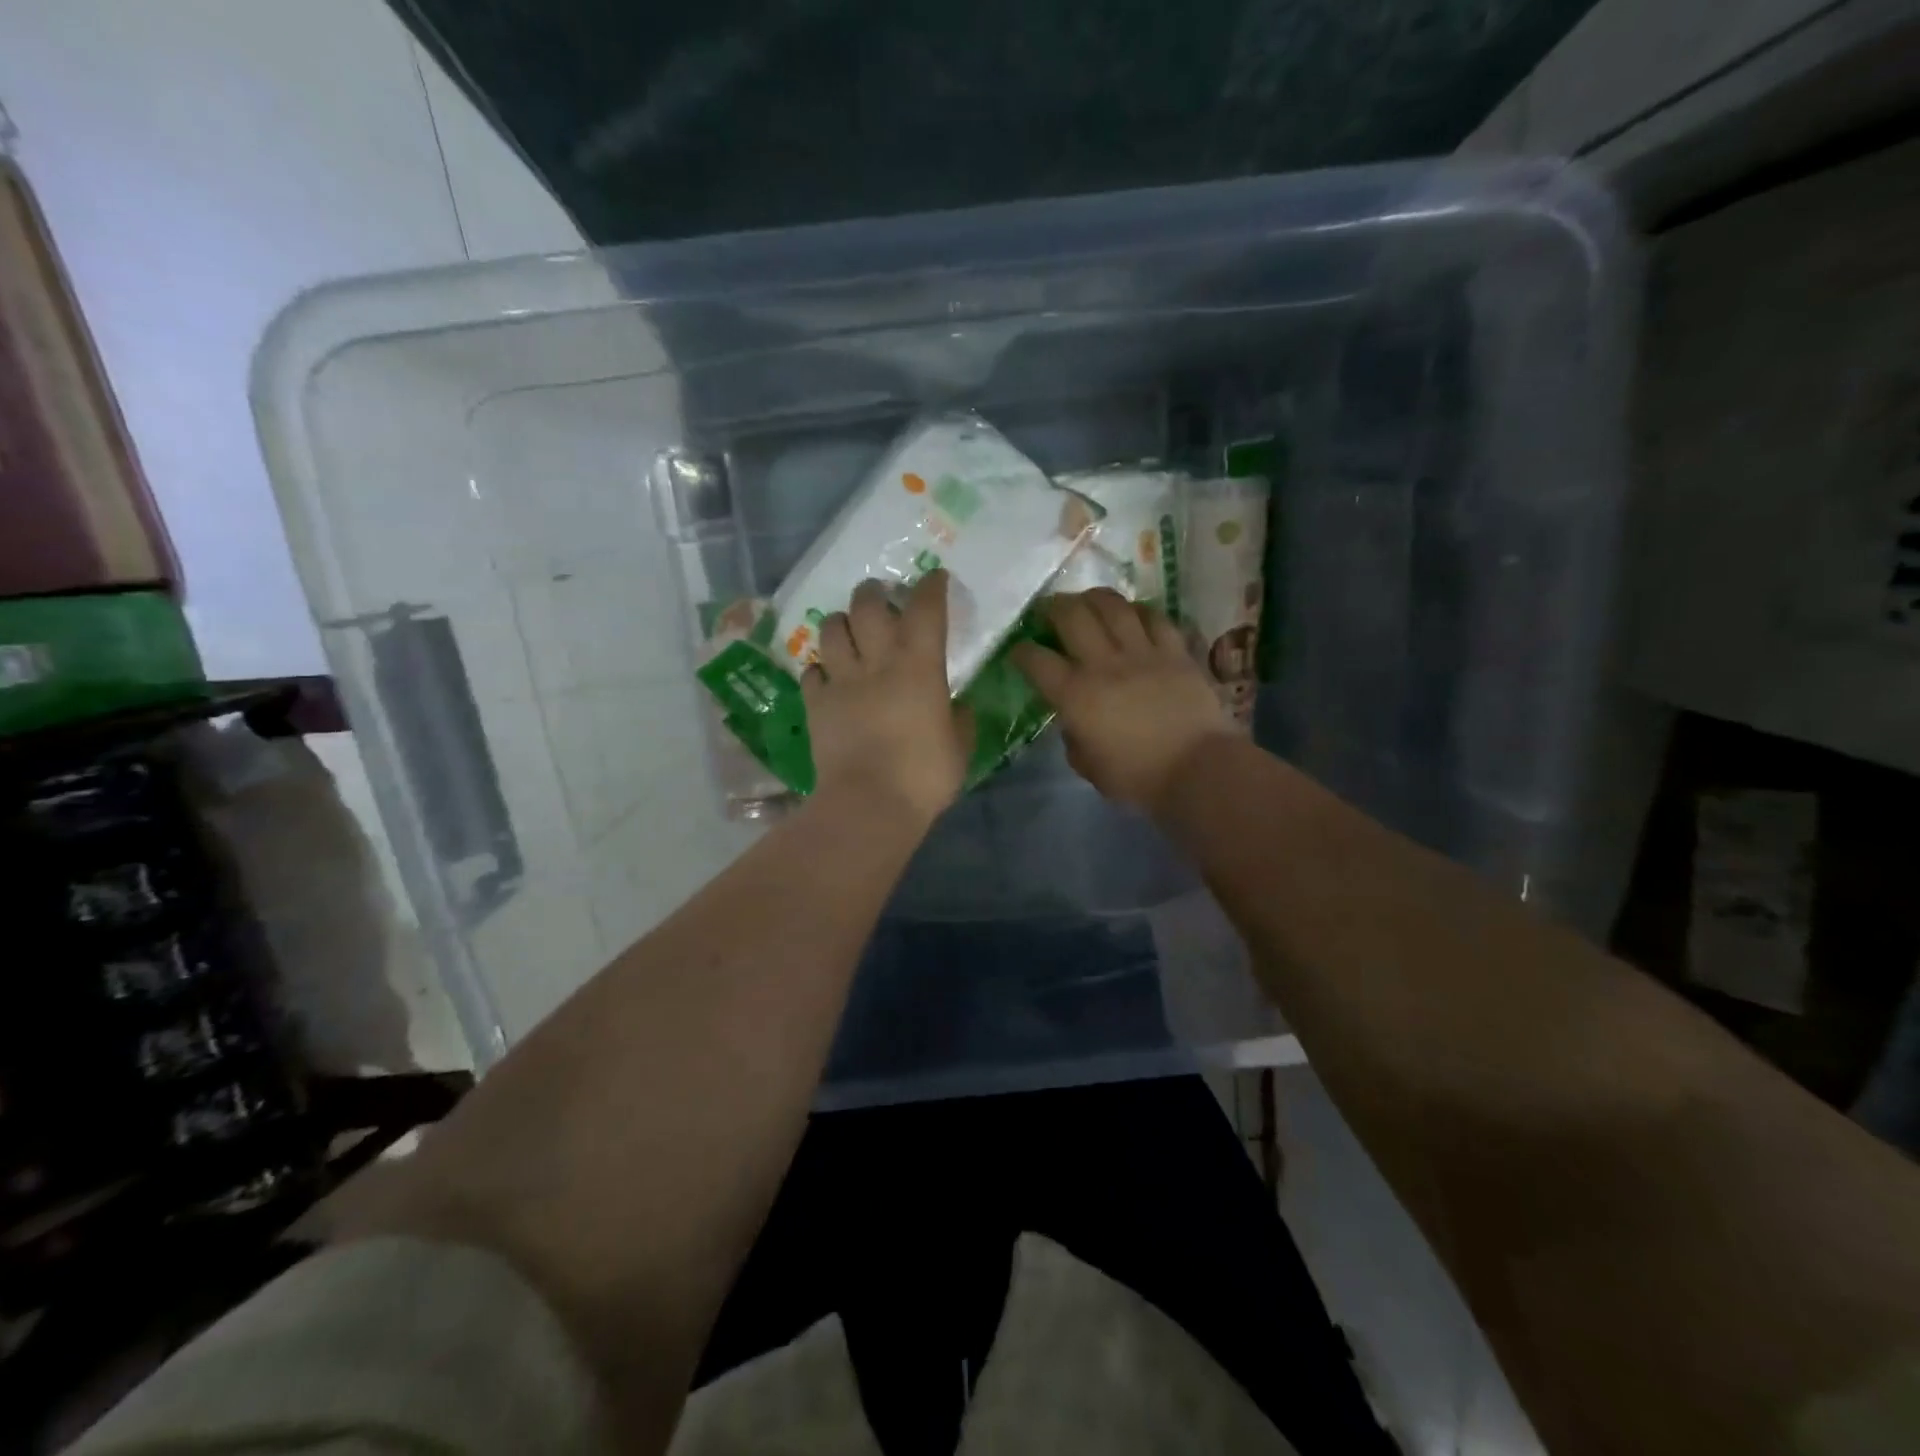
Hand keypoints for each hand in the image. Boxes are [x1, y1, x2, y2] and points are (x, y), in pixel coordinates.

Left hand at [803, 571, 970, 824]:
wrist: (869, 803)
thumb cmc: (924, 775)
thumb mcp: (959, 747)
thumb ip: (959, 719)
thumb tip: (955, 706)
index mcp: (919, 666)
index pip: (925, 609)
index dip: (930, 587)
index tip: (934, 578)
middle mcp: (876, 662)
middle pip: (867, 605)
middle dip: (874, 593)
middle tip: (880, 597)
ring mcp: (841, 681)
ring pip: (831, 629)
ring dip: (841, 623)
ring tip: (849, 632)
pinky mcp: (815, 704)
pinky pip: (812, 671)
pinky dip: (821, 668)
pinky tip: (829, 677)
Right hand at [1011, 589, 1233, 813]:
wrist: (1198, 770)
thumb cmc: (1138, 777)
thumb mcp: (1089, 767)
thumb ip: (1074, 738)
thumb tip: (1074, 721)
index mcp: (1076, 695)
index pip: (1037, 661)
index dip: (1021, 651)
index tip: (1019, 651)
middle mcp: (1104, 664)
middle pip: (1072, 616)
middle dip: (1053, 607)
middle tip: (1048, 610)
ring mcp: (1142, 653)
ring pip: (1113, 606)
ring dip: (1094, 598)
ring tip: (1087, 600)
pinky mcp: (1175, 651)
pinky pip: (1154, 618)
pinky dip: (1139, 611)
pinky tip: (1132, 613)